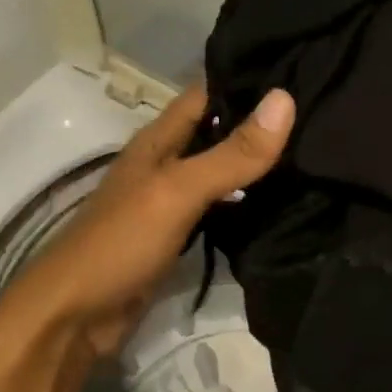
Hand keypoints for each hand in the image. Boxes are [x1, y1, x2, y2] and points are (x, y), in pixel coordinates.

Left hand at [0, 84, 293, 362]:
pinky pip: (220, 208)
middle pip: (217, 130)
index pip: (208, 92)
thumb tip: (286, 100)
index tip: (301, 72)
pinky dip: (247, 203)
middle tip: (317, 116)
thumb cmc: (120, 243)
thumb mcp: (177, 191)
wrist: (73, 320)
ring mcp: (170, 202)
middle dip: (260, 122)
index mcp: (158, 140)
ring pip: (221, 170)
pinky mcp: (178, 237)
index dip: (248, 80)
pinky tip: (282, 202)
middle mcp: (165, 163)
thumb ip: (230, 153)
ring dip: (256, 163)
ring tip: (312, 153)